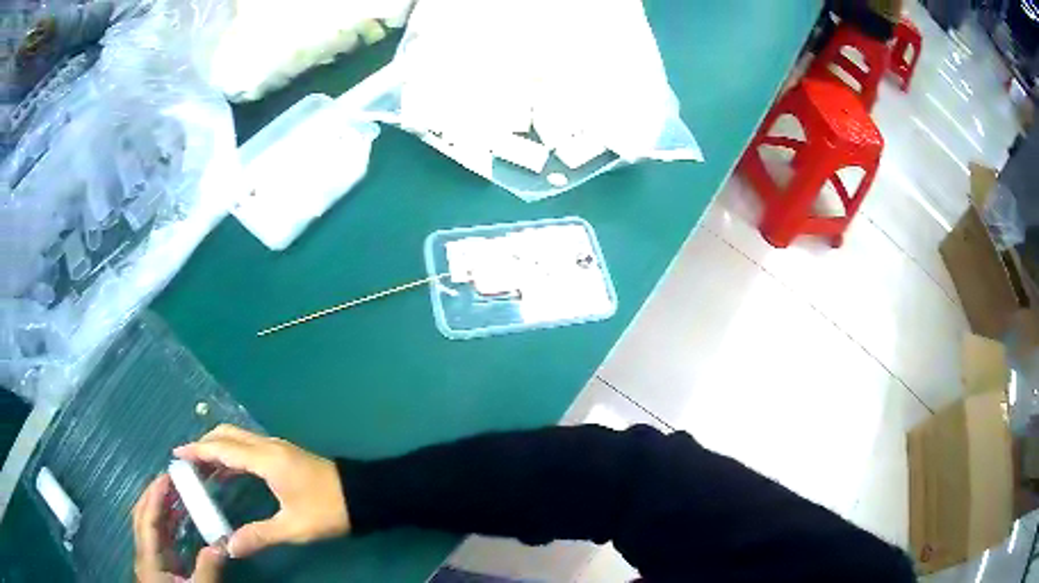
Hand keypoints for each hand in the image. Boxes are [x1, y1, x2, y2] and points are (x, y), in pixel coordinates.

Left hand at [132, 474, 225, 582]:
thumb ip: (208, 569)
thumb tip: (223, 543)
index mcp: (149, 557)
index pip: (148, 519)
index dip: (155, 495)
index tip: (168, 476)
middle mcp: (145, 552)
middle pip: (142, 515)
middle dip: (154, 494)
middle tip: (172, 478)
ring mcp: (150, 557)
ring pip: (149, 524)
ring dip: (161, 506)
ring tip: (178, 492)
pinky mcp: (159, 564)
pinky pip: (159, 535)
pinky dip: (168, 522)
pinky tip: (181, 518)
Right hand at [173, 424, 349, 557]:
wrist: (364, 496)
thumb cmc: (328, 510)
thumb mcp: (293, 527)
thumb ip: (259, 535)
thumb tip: (229, 546)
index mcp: (267, 459)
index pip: (223, 448)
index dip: (198, 450)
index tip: (177, 454)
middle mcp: (269, 446)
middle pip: (228, 435)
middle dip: (205, 444)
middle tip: (188, 463)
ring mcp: (278, 448)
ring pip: (239, 438)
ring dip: (218, 448)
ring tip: (202, 469)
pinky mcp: (284, 454)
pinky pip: (249, 446)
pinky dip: (233, 453)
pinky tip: (228, 473)